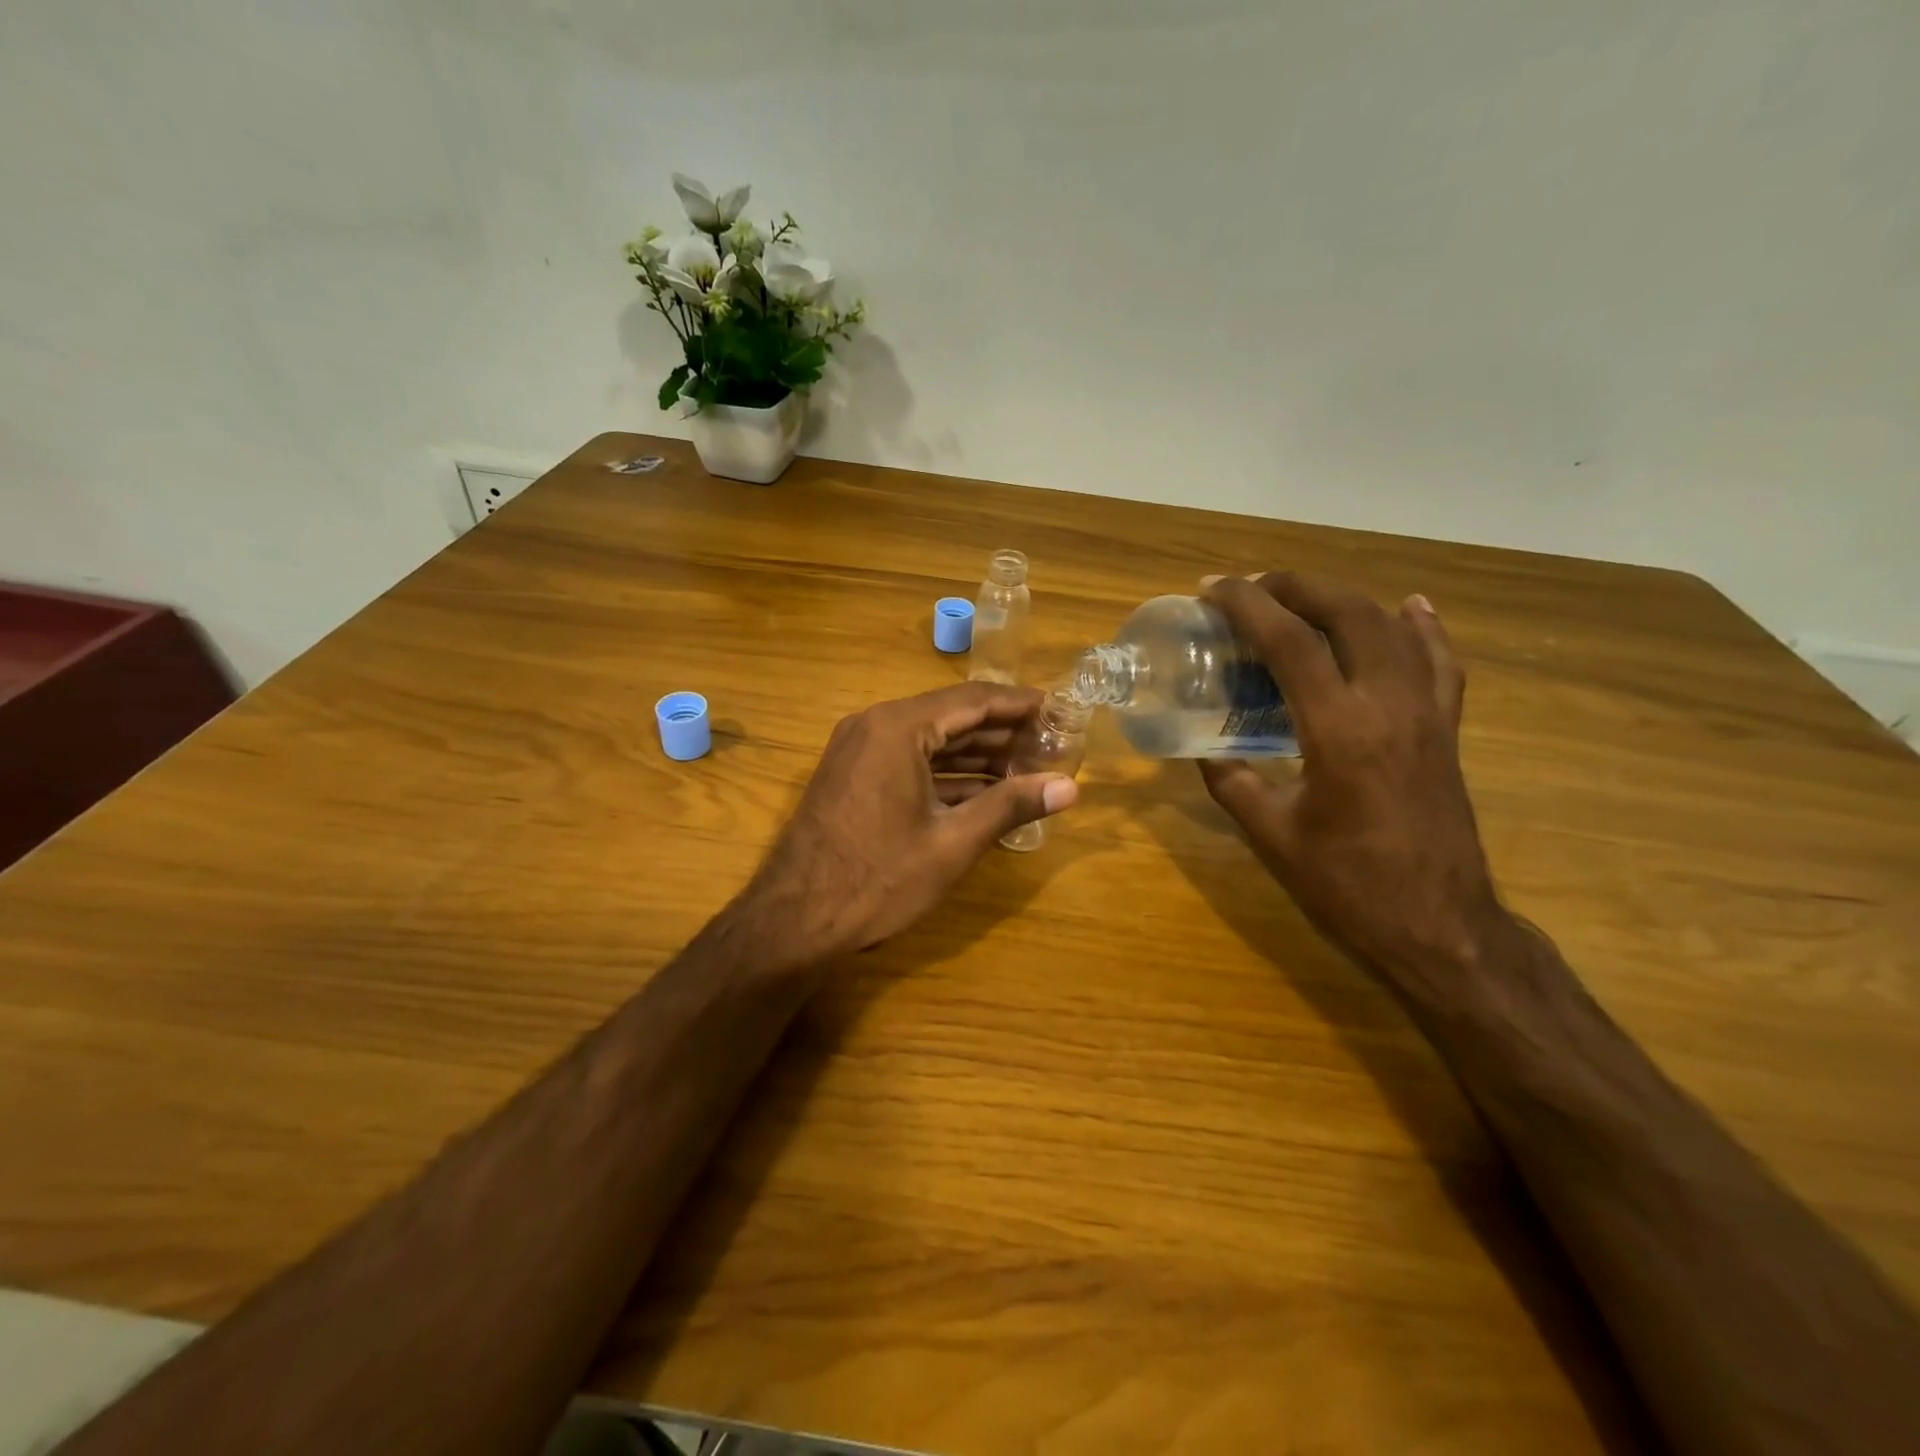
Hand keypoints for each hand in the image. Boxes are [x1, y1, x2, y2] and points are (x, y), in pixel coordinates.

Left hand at [734, 682, 1079, 963]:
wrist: (794, 920)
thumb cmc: (878, 879)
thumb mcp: (952, 843)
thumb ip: (1011, 806)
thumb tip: (1069, 787)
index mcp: (898, 728)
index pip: (973, 700)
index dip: (1020, 705)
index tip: (1059, 710)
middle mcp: (875, 725)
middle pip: (952, 717)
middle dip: (1003, 733)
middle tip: (1052, 745)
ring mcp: (859, 750)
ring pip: (931, 742)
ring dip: (977, 755)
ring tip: (1028, 769)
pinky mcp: (853, 776)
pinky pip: (910, 761)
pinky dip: (947, 774)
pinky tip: (985, 792)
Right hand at [1197, 572, 1504, 984]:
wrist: (1440, 926)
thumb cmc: (1348, 885)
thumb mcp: (1271, 836)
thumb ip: (1232, 783)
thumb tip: (1207, 750)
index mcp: (1338, 730)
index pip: (1290, 642)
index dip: (1247, 605)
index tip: (1213, 589)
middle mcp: (1388, 704)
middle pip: (1346, 613)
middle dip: (1295, 586)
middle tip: (1253, 586)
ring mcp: (1427, 712)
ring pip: (1391, 627)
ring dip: (1343, 598)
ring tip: (1303, 595)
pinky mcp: (1446, 729)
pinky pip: (1440, 661)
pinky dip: (1422, 628)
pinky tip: (1410, 607)